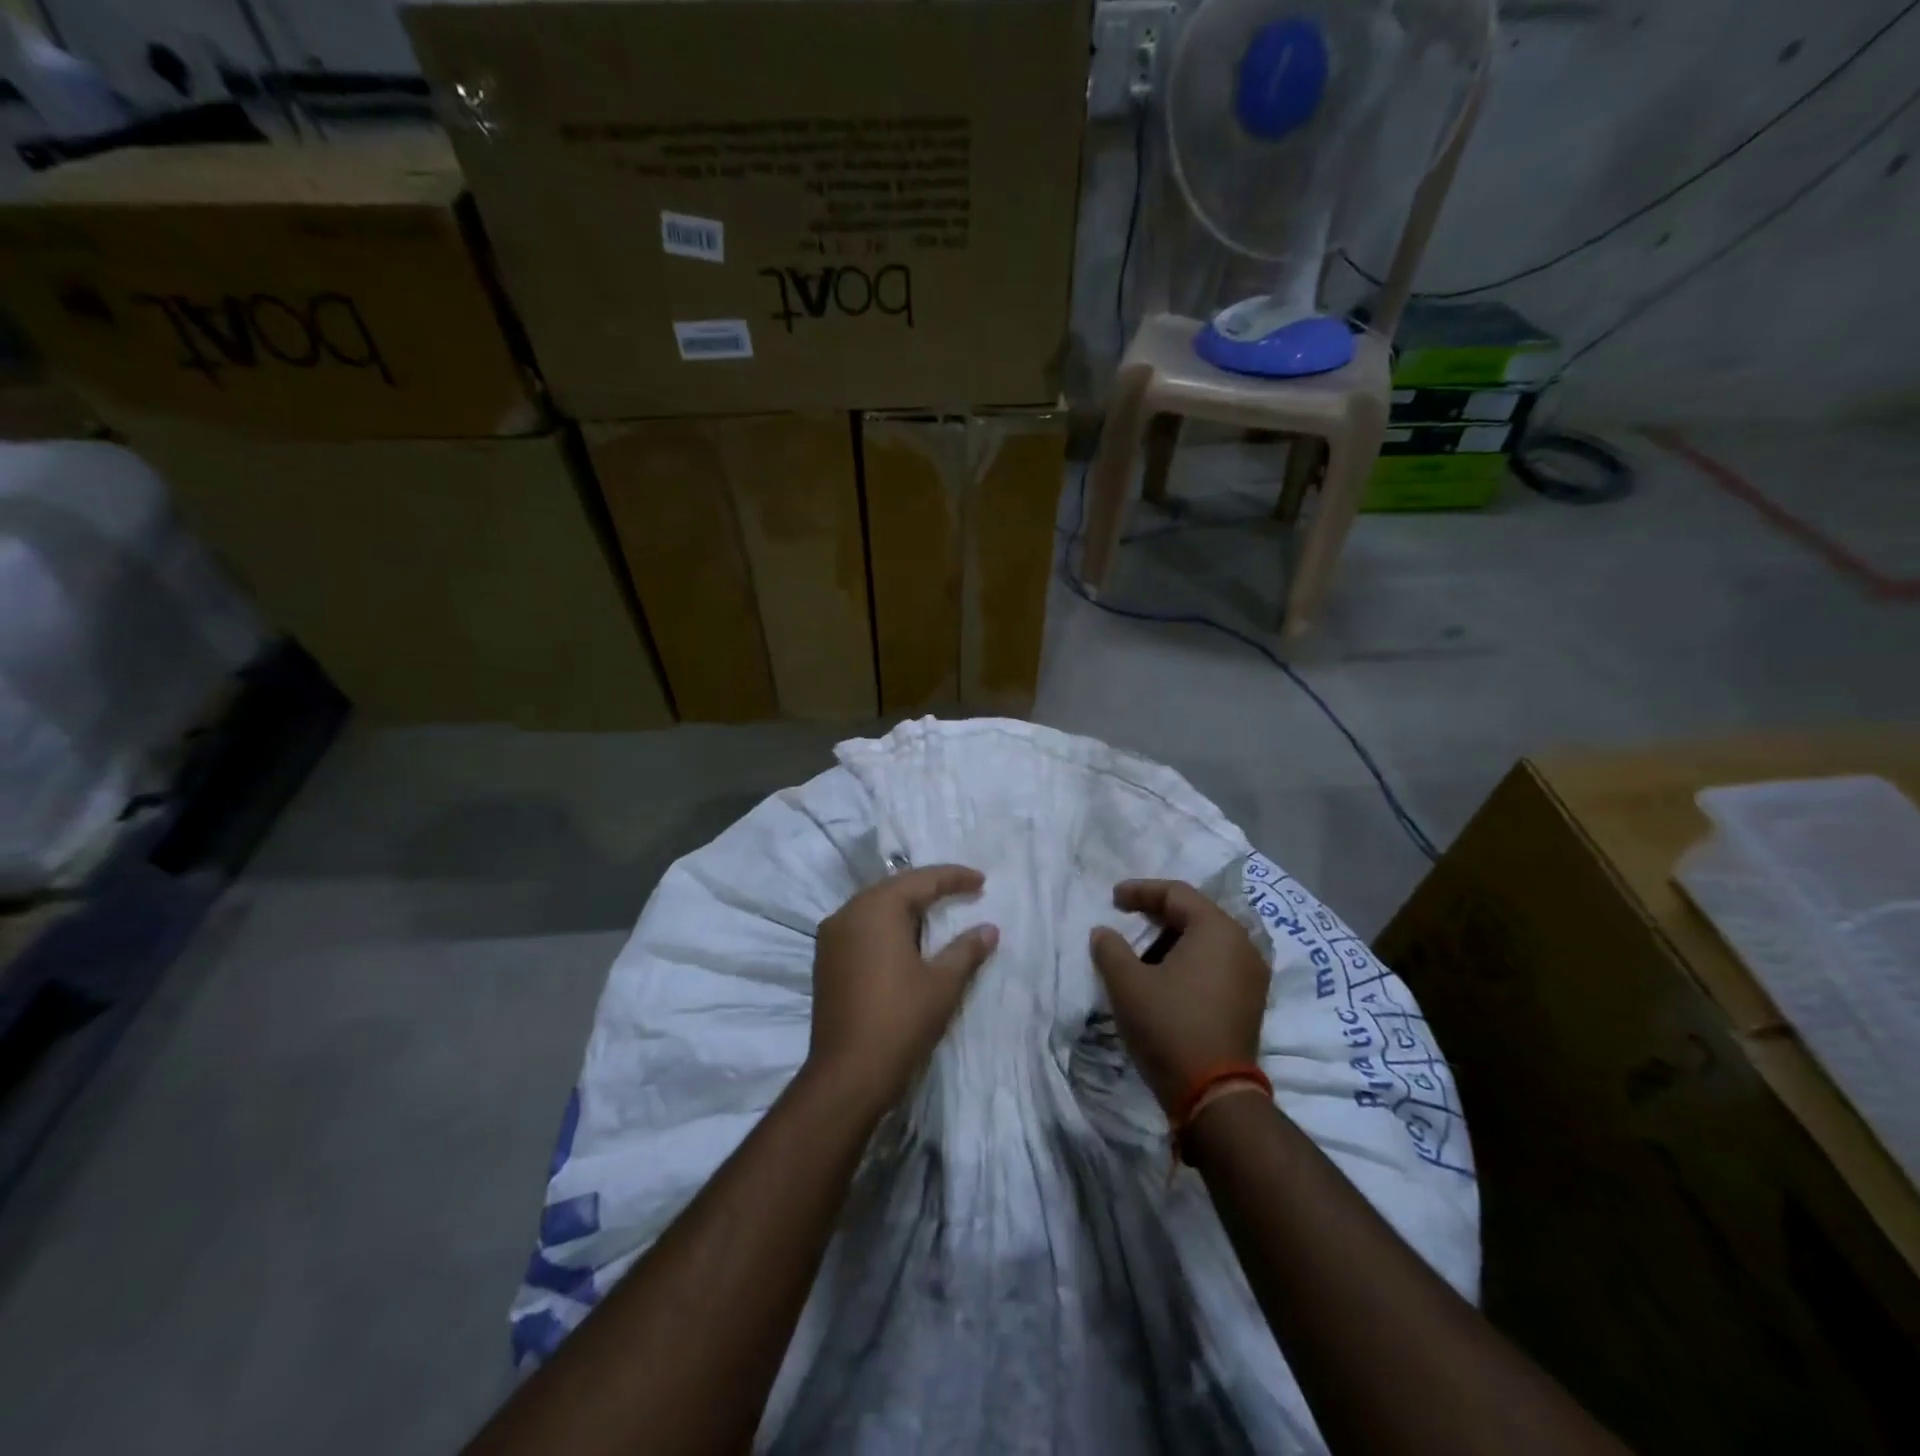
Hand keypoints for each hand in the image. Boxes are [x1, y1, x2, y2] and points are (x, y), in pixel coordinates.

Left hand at [807, 865, 998, 1118]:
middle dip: (930, 887)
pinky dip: (887, 924)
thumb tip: (989, 929)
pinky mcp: (826, 959)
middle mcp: (849, 912)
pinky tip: (906, 937)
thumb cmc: (900, 1022)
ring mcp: (832, 936)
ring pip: (875, 906)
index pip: (921, 880)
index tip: (982, 881)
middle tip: (963, 891)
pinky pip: (861, 926)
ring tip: (939, 911)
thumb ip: (966, 949)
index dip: (954, 878)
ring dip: (907, 906)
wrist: (847, 1075)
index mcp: (877, 909)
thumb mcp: (943, 984)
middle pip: (895, 888)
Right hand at [1089, 879, 1270, 1115]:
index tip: (1113, 899)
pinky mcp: (1250, 1001)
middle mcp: (1243, 945)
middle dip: (1156, 916)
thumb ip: (1110, 948)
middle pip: (1194, 914)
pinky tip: (1165, 979)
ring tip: (1141, 957)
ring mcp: (1252, 975)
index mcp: (1217, 930)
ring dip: (1172, 942)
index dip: (1140, 891)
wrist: (1214, 1096)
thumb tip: (1103, 932)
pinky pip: (1216, 965)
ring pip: (1206, 941)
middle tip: (1126, 922)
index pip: (1176, 893)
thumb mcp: (1127, 984)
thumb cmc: (1169, 1026)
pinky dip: (1189, 963)